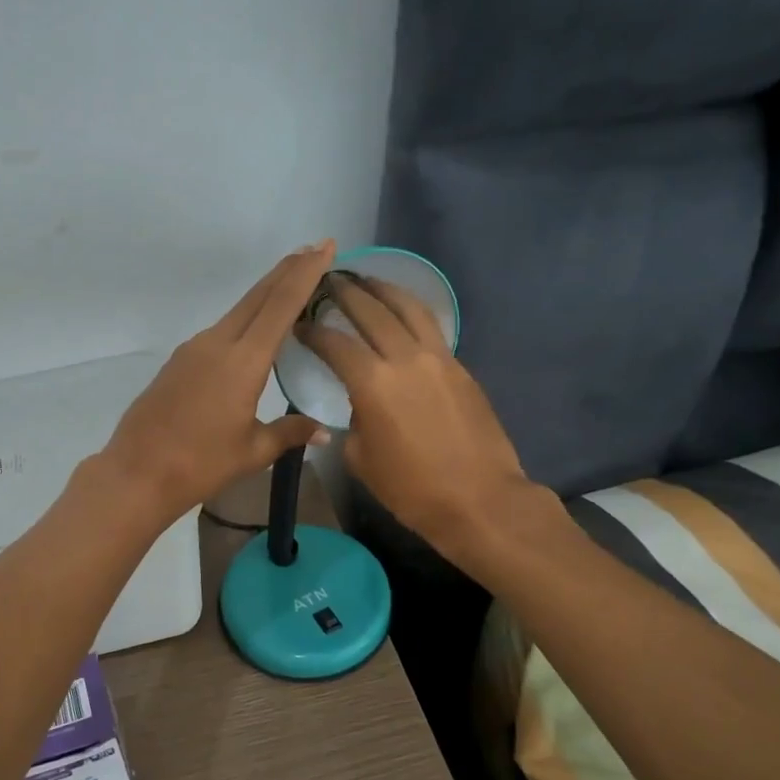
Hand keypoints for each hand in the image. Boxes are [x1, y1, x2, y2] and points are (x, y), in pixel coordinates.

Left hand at [101, 242, 335, 523]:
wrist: (137, 473)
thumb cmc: (200, 464)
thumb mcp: (252, 451)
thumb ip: (289, 432)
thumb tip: (323, 431)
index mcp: (242, 361)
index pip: (280, 306)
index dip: (305, 273)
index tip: (324, 246)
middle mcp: (217, 344)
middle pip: (257, 297)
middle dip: (287, 271)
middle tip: (313, 250)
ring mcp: (193, 350)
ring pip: (236, 312)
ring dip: (264, 295)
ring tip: (289, 288)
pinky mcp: (178, 362)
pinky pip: (219, 331)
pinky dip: (243, 321)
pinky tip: (252, 334)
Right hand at [296, 272, 545, 556]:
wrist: (479, 499)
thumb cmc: (412, 489)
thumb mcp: (362, 459)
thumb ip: (355, 420)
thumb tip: (362, 404)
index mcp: (372, 383)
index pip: (335, 343)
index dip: (313, 330)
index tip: (299, 324)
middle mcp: (405, 358)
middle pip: (372, 310)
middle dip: (346, 292)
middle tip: (328, 281)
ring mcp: (438, 358)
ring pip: (409, 308)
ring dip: (384, 289)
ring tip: (367, 280)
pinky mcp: (460, 367)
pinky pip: (431, 328)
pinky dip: (411, 312)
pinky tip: (401, 314)